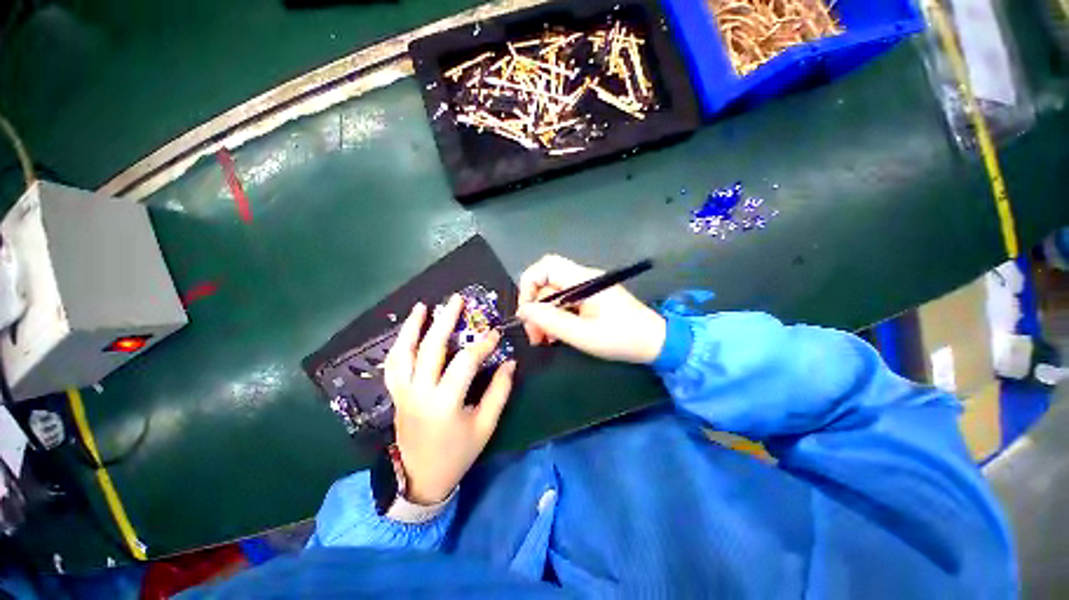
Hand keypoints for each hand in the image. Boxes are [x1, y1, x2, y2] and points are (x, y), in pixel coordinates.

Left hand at [383, 296, 515, 504]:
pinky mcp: (396, 395)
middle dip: (445, 320)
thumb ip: (499, 391)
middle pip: (431, 348)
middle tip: (456, 299)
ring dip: (413, 327)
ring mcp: (403, 393)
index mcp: (445, 403)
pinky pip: (393, 365)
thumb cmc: (458, 453)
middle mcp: (420, 392)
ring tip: (423, 307)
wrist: (421, 478)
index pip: (465, 362)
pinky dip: (399, 345)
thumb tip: (510, 363)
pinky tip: (407, 332)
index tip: (495, 333)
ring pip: (403, 353)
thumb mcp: (485, 425)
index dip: (482, 344)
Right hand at [517, 254, 665, 363]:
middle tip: (534, 335)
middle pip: (547, 283)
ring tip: (544, 339)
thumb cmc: (622, 338)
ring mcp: (587, 289)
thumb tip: (524, 311)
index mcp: (583, 280)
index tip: (526, 312)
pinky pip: (565, 303)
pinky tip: (556, 335)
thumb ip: (551, 321)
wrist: (656, 343)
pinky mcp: (591, 299)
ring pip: (554, 295)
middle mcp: (583, 279)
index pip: (546, 266)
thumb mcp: (583, 334)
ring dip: (545, 315)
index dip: (529, 284)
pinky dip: (556, 317)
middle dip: (535, 307)